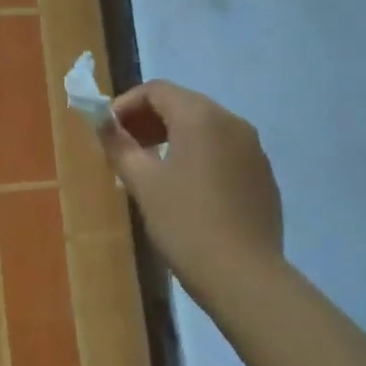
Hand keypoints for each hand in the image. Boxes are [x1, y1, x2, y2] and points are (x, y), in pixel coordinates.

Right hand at [101, 81, 283, 293]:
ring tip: (149, 169)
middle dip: (148, 120)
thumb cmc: (185, 223)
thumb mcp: (143, 183)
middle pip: (183, 104)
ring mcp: (253, 149)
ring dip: (172, 137)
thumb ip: (119, 146)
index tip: (107, 131)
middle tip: (124, 149)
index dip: (126, 104)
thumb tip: (103, 122)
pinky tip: (184, 189)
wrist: (243, 275)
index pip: (157, 90)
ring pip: (205, 128)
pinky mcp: (262, 175)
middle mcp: (232, 122)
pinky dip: (197, 155)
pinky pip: (223, 150)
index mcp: (201, 117)